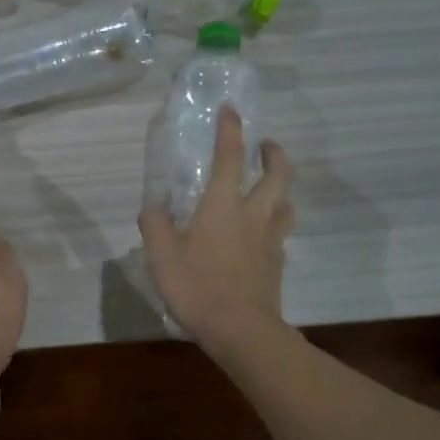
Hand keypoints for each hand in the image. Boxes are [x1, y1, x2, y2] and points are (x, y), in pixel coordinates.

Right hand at [139, 107, 293, 356]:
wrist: (241, 329)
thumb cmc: (197, 286)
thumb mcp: (161, 255)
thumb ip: (155, 225)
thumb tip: (153, 206)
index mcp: (223, 204)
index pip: (230, 156)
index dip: (230, 130)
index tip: (231, 110)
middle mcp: (253, 214)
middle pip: (277, 174)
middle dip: (274, 154)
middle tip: (266, 146)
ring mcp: (270, 240)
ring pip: (286, 204)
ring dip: (280, 189)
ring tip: (269, 190)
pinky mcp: (277, 264)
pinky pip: (280, 234)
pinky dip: (274, 224)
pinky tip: (261, 235)